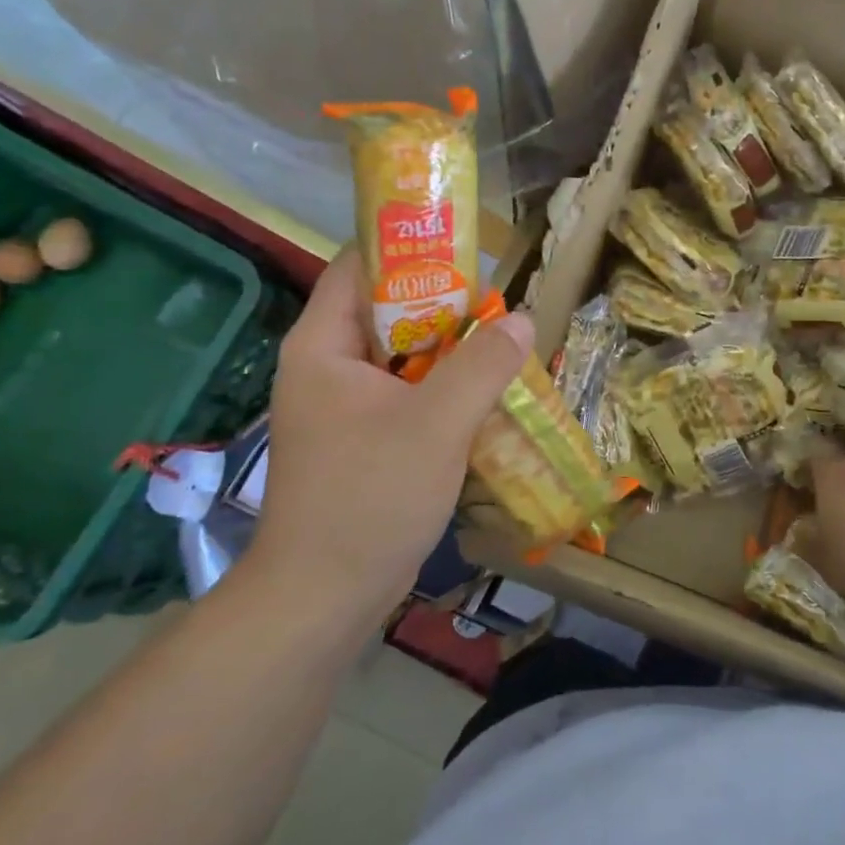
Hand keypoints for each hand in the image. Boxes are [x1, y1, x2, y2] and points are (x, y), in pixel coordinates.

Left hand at [244, 249, 532, 619]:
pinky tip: (486, 394)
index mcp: (323, 344)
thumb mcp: (437, 423)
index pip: (359, 265)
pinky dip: (443, 387)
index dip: (411, 248)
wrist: (324, 596)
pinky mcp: (362, 437)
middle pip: (388, 309)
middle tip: (500, 305)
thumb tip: (521, 318)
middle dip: (445, 304)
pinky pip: (407, 393)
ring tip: (503, 344)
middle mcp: (327, 365)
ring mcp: (343, 404)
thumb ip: (483, 365)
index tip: (468, 250)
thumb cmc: (370, 496)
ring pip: (403, 355)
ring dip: (451, 350)